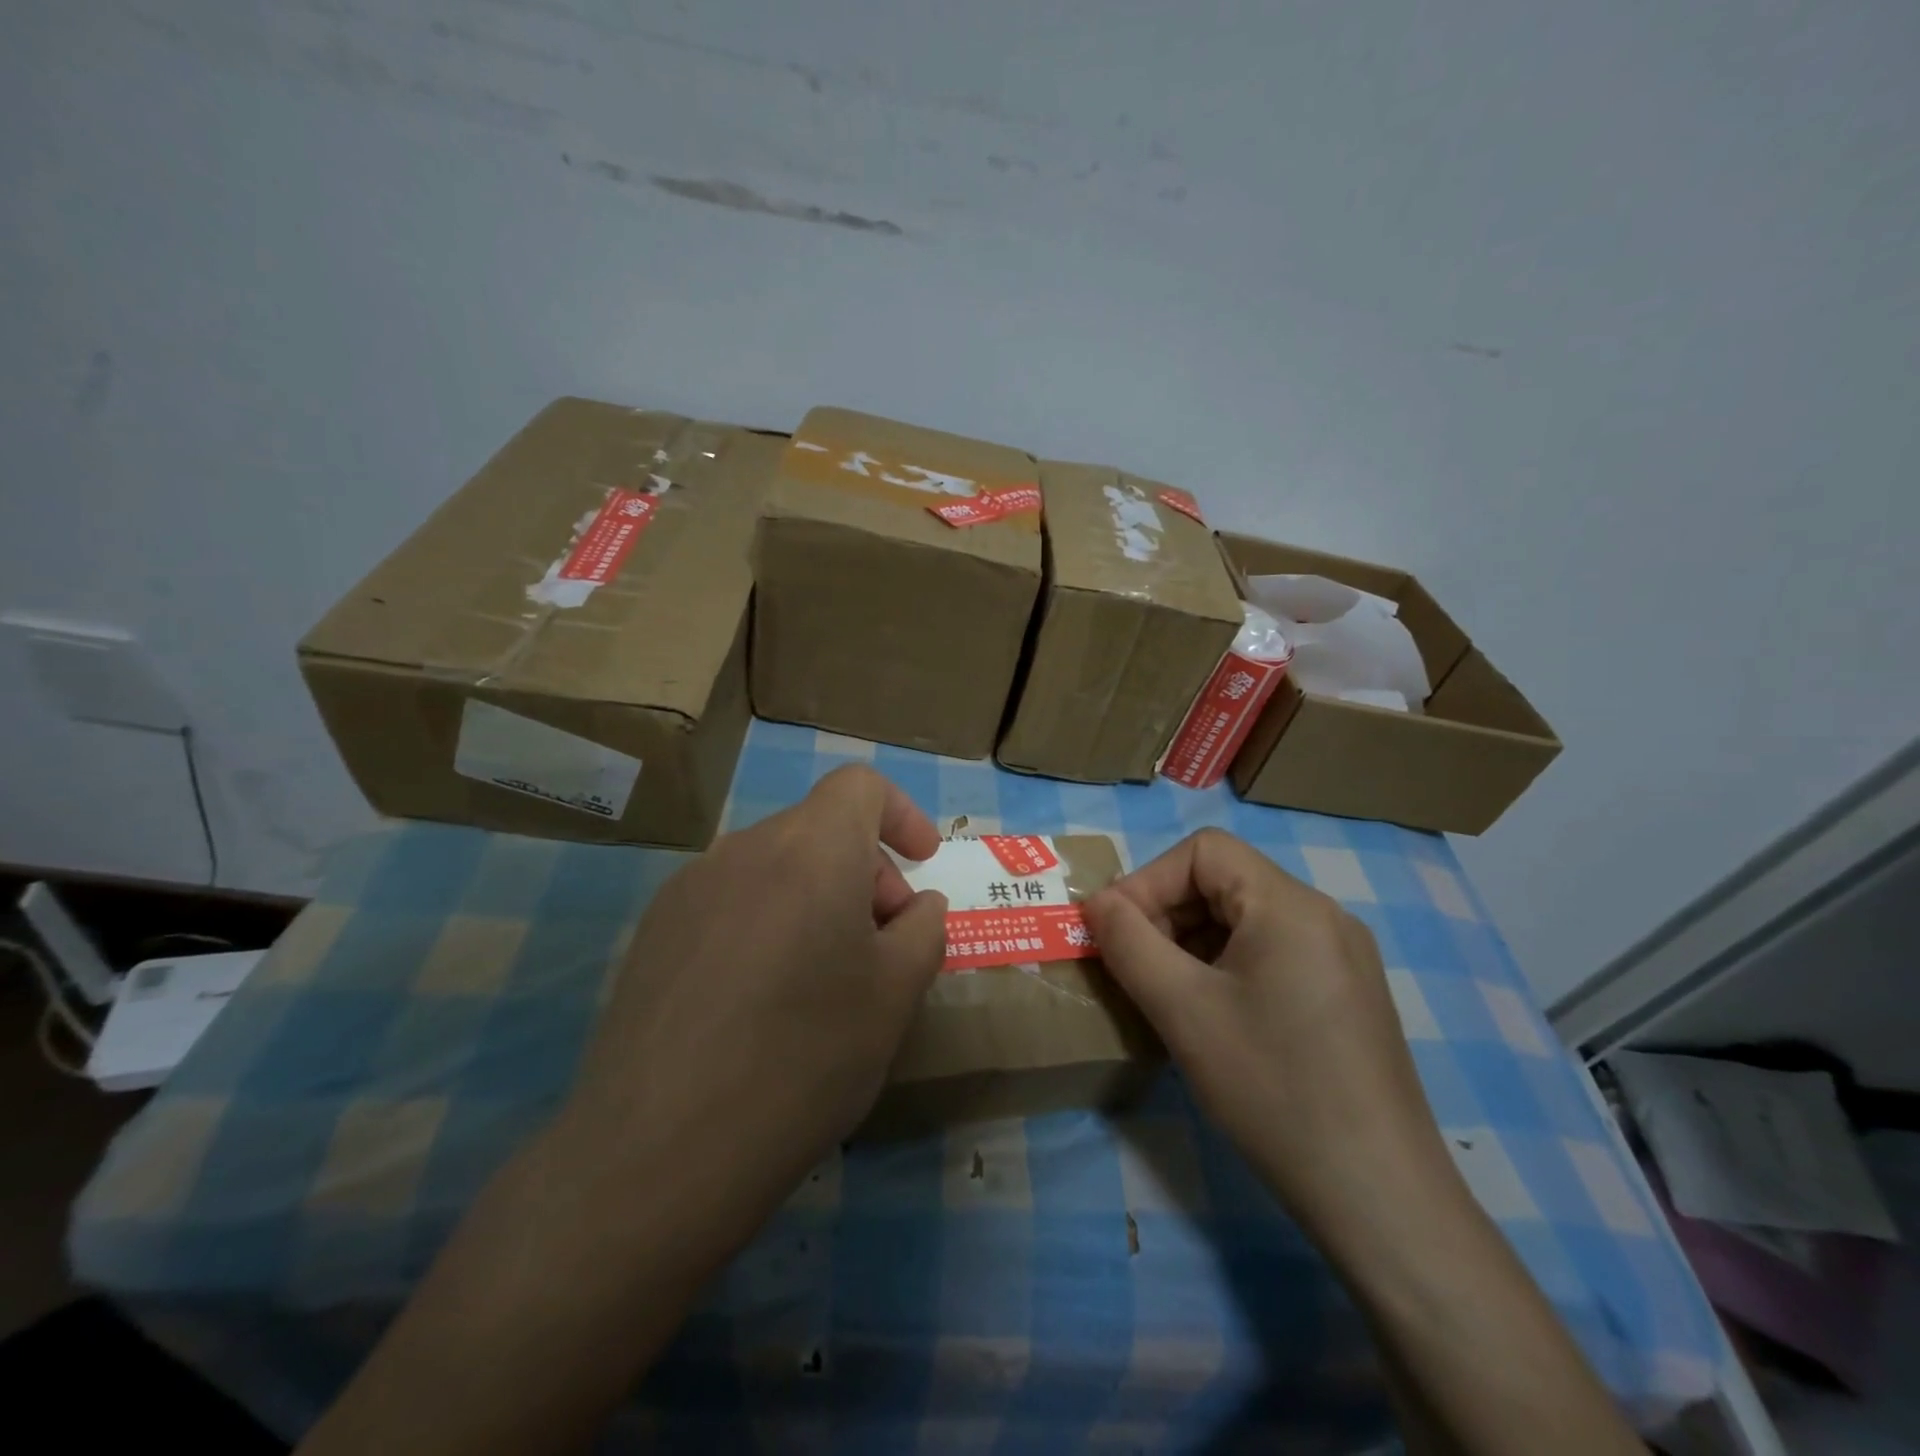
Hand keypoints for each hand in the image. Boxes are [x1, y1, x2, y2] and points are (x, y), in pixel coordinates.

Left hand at [555, 764, 947, 1261]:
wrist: (658, 1152)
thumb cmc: (804, 1058)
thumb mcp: (896, 995)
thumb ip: (922, 930)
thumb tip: (915, 905)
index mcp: (810, 849)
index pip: (860, 786)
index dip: (901, 814)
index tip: (921, 865)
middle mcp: (744, 848)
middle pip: (819, 829)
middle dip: (865, 871)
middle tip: (879, 948)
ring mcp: (689, 887)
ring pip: (774, 867)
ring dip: (815, 899)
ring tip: (822, 981)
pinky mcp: (653, 931)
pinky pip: (731, 900)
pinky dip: (767, 922)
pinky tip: (760, 1001)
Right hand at [1083, 829, 1450, 1233]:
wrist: (1379, 1198)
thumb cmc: (1272, 1088)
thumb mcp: (1182, 1010)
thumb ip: (1128, 943)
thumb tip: (1097, 903)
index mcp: (1290, 904)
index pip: (1203, 852)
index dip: (1148, 881)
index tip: (1115, 934)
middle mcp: (1322, 915)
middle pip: (1224, 882)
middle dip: (1166, 914)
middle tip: (1132, 968)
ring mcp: (1341, 956)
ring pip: (1244, 920)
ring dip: (1191, 943)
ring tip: (1163, 994)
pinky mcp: (1346, 994)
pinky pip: (1270, 954)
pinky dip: (1224, 968)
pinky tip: (1210, 1017)